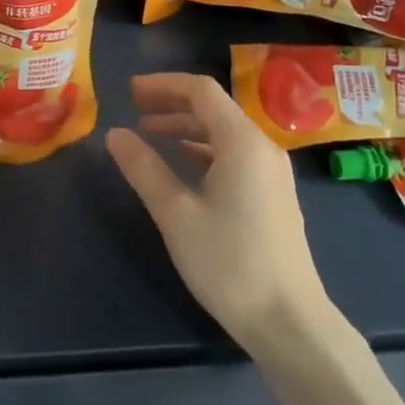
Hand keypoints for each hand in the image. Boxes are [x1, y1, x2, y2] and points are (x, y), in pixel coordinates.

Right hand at [105, 73, 330, 355]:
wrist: (288, 320)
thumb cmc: (228, 262)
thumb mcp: (175, 213)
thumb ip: (144, 168)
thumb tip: (115, 134)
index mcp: (242, 142)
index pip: (201, 91)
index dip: (163, 84)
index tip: (129, 91)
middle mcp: (262, 148)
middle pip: (214, 108)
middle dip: (172, 103)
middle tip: (133, 109)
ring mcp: (272, 172)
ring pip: (225, 132)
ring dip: (186, 127)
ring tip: (149, 133)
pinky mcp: (273, 195)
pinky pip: (235, 154)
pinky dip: (204, 148)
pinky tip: (182, 163)